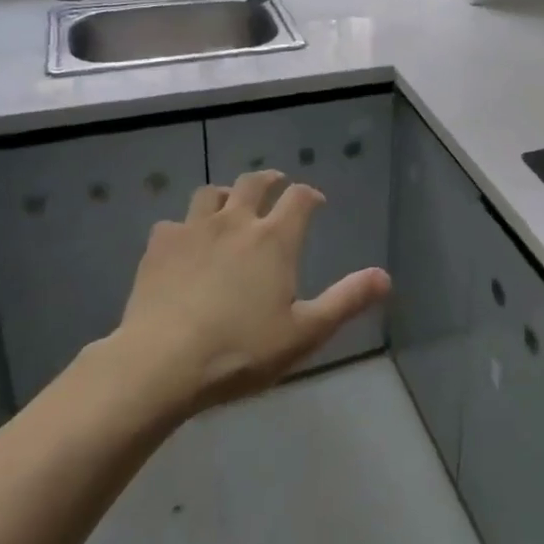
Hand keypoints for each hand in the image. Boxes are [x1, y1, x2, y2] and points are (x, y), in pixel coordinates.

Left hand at [98, 169, 391, 423]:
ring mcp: (193, 230)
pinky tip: (182, 245)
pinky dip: (183, 228)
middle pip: (253, 183)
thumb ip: (346, 301)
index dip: (310, 195)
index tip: (316, 202)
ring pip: (210, 194)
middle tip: (275, 184)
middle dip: (269, 180)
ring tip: (227, 206)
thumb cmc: (241, 350)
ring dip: (224, 195)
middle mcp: (236, 222)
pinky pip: (172, 224)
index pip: (299, 198)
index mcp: (274, 239)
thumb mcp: (305, 332)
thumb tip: (385, 277)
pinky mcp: (158, 247)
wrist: (160, 364)